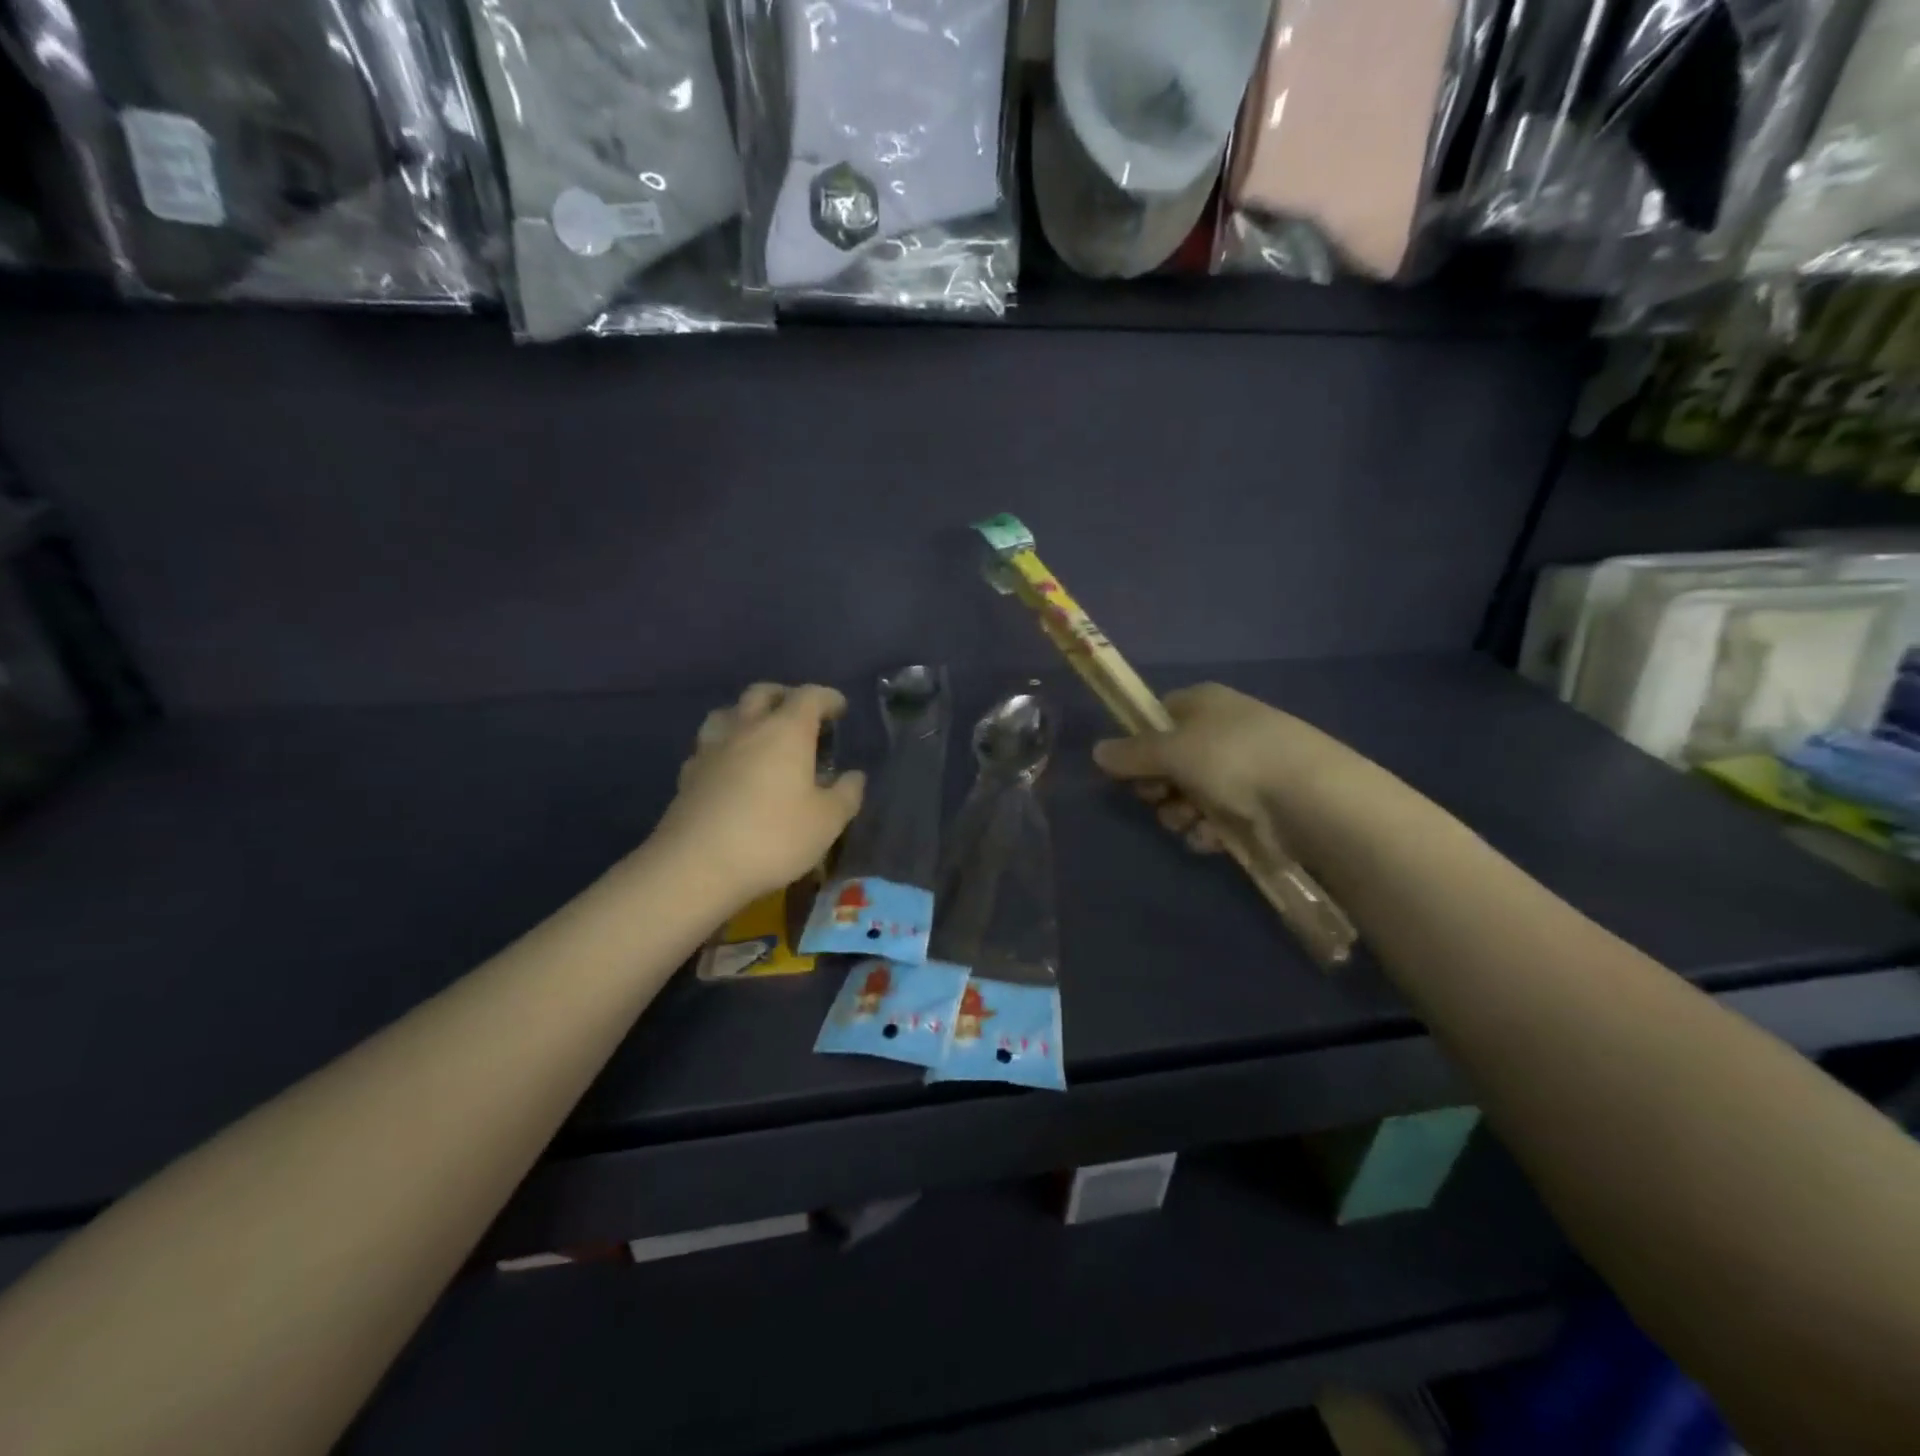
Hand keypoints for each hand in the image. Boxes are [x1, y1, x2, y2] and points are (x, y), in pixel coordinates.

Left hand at [654, 683, 866, 904]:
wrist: (696, 865)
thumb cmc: (773, 837)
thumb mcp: (827, 821)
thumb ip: (846, 794)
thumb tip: (854, 776)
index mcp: (786, 731)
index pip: (810, 696)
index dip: (828, 698)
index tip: (840, 709)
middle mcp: (747, 728)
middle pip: (763, 693)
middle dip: (784, 696)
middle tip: (799, 714)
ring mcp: (711, 748)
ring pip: (728, 712)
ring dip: (747, 715)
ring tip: (760, 734)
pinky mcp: (688, 774)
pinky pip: (709, 745)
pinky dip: (725, 747)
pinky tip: (730, 767)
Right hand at [1092, 684, 1372, 855]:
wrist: (1310, 798)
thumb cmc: (1232, 759)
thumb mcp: (1171, 750)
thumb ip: (1131, 754)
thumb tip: (1096, 751)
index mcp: (1205, 702)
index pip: (1160, 714)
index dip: (1140, 741)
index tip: (1128, 767)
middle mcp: (1224, 729)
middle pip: (1172, 759)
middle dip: (1159, 786)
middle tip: (1158, 799)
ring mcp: (1245, 767)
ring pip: (1192, 792)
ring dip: (1181, 812)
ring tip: (1189, 823)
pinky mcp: (1261, 804)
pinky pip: (1219, 816)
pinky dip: (1209, 829)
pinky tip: (1212, 839)